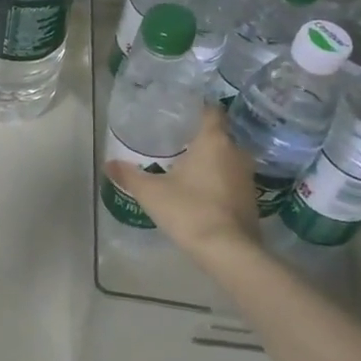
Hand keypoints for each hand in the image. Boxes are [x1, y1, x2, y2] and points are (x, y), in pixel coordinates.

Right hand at [105, 106, 260, 257]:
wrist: (229, 251)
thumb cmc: (189, 210)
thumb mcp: (152, 193)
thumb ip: (129, 175)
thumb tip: (108, 164)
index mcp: (214, 141)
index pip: (212, 111)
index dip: (198, 109)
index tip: (181, 112)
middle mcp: (236, 152)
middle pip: (219, 135)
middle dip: (200, 138)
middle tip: (176, 141)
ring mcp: (247, 177)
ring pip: (227, 159)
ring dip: (211, 161)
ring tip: (186, 166)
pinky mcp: (252, 199)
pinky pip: (232, 179)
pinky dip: (219, 180)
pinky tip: (201, 190)